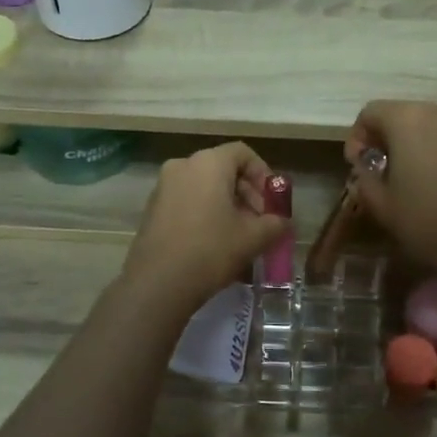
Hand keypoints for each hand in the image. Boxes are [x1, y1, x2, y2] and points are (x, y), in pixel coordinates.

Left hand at [123, 142, 288, 311]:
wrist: (158, 283)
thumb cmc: (211, 250)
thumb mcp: (253, 237)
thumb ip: (275, 224)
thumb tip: (284, 222)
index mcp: (208, 163)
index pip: (243, 153)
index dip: (263, 174)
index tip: (272, 202)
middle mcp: (183, 166)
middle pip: (223, 169)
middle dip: (247, 193)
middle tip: (261, 222)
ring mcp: (163, 187)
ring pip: (205, 187)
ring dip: (227, 205)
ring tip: (241, 236)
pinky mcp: (153, 209)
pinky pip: (188, 201)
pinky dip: (206, 213)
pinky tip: (216, 243)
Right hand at [342, 101, 436, 280]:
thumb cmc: (426, 219)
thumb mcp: (381, 204)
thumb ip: (365, 178)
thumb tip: (365, 168)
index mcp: (406, 119)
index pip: (370, 112)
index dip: (357, 137)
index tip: (357, 165)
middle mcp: (436, 111)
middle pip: (399, 113)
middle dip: (383, 137)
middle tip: (377, 169)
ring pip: (425, 123)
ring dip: (409, 142)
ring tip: (405, 174)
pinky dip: (433, 148)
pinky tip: (432, 178)